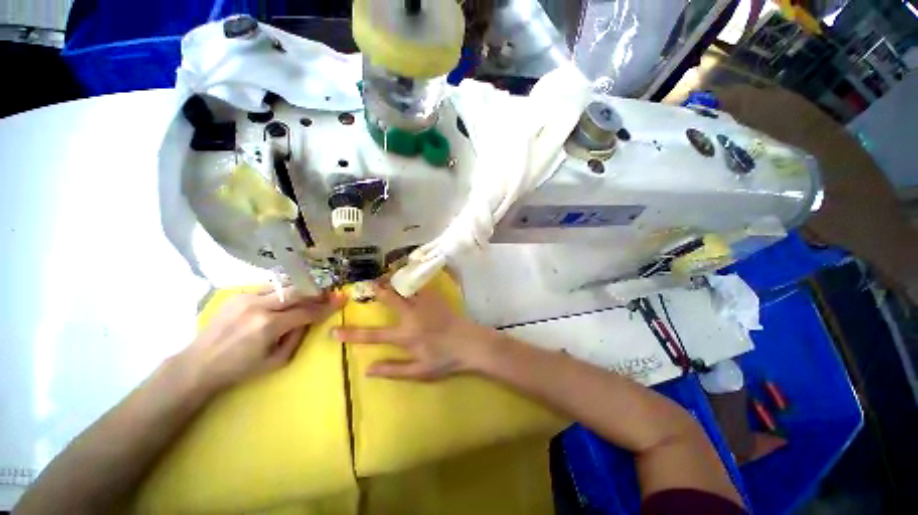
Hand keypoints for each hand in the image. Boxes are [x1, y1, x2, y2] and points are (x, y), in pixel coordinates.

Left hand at [183, 286, 345, 392]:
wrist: (198, 364)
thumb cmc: (239, 368)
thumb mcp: (276, 361)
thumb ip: (297, 337)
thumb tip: (309, 320)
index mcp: (268, 326)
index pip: (306, 311)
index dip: (326, 306)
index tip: (341, 300)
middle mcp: (259, 306)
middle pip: (297, 292)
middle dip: (316, 293)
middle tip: (328, 294)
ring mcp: (246, 297)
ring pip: (283, 286)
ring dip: (300, 290)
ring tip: (310, 294)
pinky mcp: (238, 295)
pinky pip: (268, 289)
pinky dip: (282, 292)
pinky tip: (285, 298)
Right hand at [333, 282, 497, 379]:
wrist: (470, 344)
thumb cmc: (445, 360)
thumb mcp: (419, 372)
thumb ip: (393, 370)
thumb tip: (367, 369)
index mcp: (406, 336)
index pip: (373, 336)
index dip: (351, 334)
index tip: (333, 331)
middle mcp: (412, 316)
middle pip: (389, 299)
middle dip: (376, 290)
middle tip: (366, 284)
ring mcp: (425, 304)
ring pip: (405, 287)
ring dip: (393, 281)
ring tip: (385, 276)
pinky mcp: (436, 297)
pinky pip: (420, 284)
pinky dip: (411, 279)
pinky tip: (408, 275)